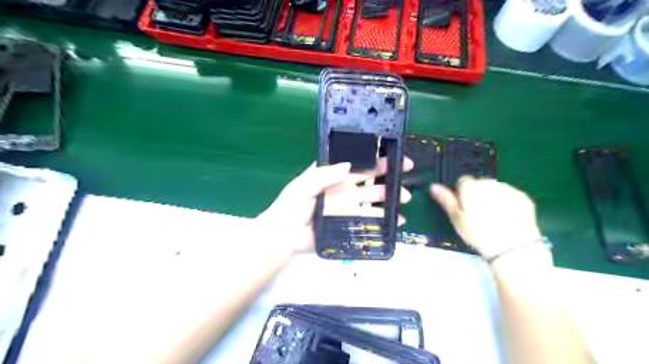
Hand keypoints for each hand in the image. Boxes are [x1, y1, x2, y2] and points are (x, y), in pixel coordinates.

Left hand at [256, 157, 412, 254]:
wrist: (285, 237)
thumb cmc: (291, 207)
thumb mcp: (303, 186)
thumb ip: (323, 175)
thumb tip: (348, 165)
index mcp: (331, 173)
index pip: (355, 161)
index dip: (372, 156)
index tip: (390, 154)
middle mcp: (342, 186)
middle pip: (368, 176)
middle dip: (387, 173)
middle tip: (405, 171)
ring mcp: (348, 204)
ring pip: (373, 196)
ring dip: (389, 196)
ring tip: (404, 198)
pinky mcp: (350, 221)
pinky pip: (370, 217)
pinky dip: (384, 218)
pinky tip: (397, 220)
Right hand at [430, 176, 542, 258]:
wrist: (512, 246)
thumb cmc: (478, 232)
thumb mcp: (456, 218)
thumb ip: (445, 199)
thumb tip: (433, 186)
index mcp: (470, 186)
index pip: (462, 182)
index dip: (462, 194)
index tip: (464, 208)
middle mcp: (488, 182)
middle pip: (479, 184)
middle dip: (478, 195)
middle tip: (478, 215)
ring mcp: (507, 188)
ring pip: (495, 189)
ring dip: (492, 198)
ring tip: (493, 218)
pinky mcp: (522, 197)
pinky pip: (510, 196)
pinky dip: (507, 203)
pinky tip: (507, 218)